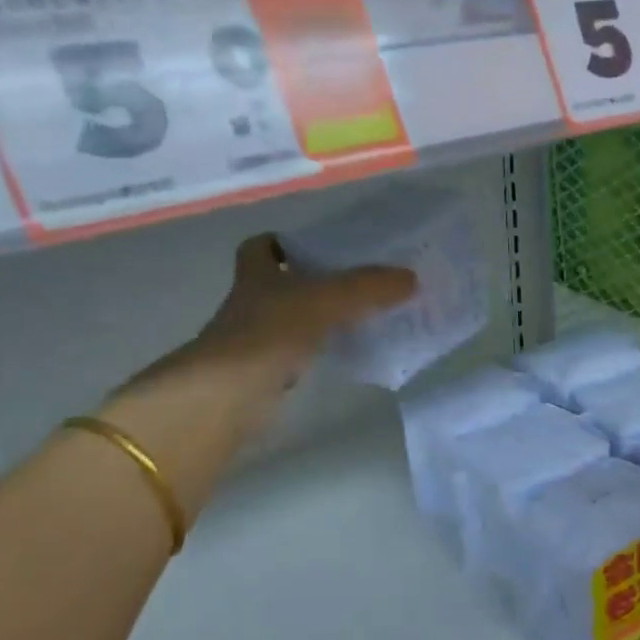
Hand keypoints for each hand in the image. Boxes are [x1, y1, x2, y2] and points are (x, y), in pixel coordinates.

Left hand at [105, 235, 416, 474]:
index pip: (260, 247)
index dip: (283, 243)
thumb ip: (367, 287)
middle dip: (311, 282)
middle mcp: (251, 303)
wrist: (228, 396)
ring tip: (362, 317)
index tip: (316, 248)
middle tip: (356, 283)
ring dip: (317, 319)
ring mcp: (254, 341)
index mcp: (256, 275)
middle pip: (279, 284)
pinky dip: (316, 353)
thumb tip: (412, 278)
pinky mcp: (263, 374)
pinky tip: (344, 355)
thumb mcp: (325, 300)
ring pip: (289, 321)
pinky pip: (295, 355)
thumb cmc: (270, 333)